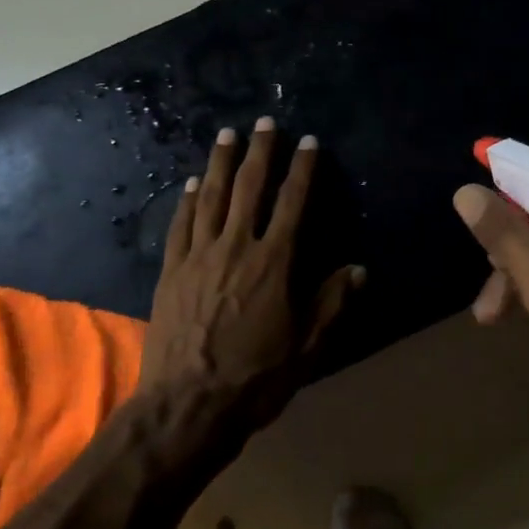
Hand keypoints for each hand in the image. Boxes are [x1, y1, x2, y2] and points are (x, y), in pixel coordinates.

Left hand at [140, 118, 363, 436]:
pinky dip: (188, 199)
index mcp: (273, 263)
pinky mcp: (171, 271)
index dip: (303, 170)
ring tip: (227, 134)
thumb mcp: (307, 348)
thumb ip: (331, 304)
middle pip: (250, 188)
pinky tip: (194, 182)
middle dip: (260, 152)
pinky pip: (181, 225)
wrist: (187, 406)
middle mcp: (235, 247)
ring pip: (212, 197)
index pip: (293, 204)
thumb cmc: (255, 379)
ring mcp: (198, 256)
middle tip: (265, 122)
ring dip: (221, 163)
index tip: (309, 142)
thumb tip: (357, 269)